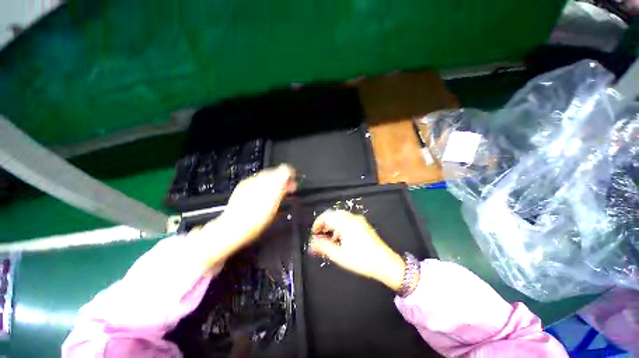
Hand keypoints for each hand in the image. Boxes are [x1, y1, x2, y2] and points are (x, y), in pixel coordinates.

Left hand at [196, 164, 295, 266]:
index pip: (285, 169)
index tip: (293, 182)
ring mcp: (251, 181)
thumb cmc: (258, 220)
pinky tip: (262, 195)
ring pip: (266, 176)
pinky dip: (263, 185)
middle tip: (287, 189)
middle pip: (275, 171)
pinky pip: (256, 180)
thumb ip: (283, 192)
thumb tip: (289, 183)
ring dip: (273, 182)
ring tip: (275, 193)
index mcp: (272, 184)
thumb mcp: (276, 206)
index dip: (291, 174)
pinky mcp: (242, 186)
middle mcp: (261, 179)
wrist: (234, 226)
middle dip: (282, 179)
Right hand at [309, 210, 404, 290]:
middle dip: (325, 223)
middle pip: (334, 215)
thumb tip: (312, 243)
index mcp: (345, 223)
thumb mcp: (339, 255)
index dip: (317, 223)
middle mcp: (352, 218)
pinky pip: (348, 221)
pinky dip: (341, 227)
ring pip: (341, 218)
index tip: (314, 233)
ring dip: (333, 225)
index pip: (327, 216)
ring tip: (329, 238)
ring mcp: (359, 221)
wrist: (386, 263)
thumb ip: (323, 247)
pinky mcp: (363, 225)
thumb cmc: (361, 260)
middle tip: (320, 235)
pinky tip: (340, 239)